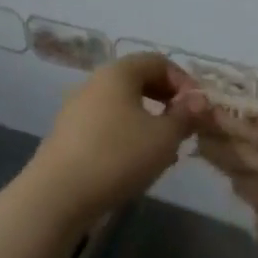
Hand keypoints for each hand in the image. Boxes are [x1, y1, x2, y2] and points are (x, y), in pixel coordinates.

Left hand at [23, 54, 195, 224]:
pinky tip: (137, 163)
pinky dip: (128, 135)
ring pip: (123, 106)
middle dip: (168, 101)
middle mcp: (94, 83)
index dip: (184, 81)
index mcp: (118, 73)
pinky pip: (107, 125)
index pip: (158, 61)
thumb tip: (199, 101)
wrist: (58, 196)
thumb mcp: (165, 137)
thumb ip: (186, 115)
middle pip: (139, 81)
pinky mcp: (68, 136)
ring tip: (165, 150)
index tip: (198, 109)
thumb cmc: (118, 156)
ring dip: (149, 121)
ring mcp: (76, 110)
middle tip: (185, 127)